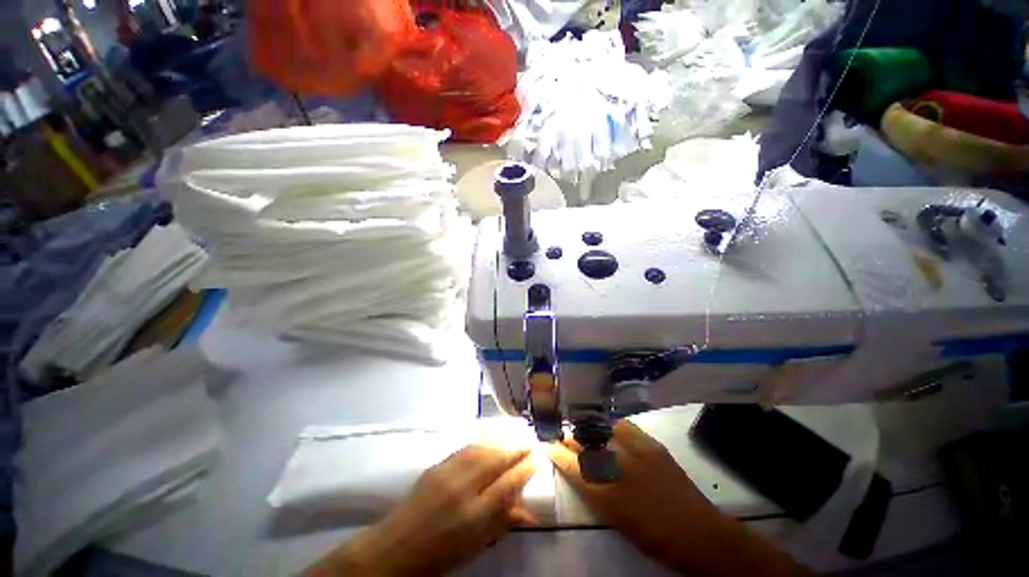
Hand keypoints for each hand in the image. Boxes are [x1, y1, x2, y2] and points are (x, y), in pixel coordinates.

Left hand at [306, 444, 536, 576]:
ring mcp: (448, 474)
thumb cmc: (440, 555)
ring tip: (512, 438)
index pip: (508, 484)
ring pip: (481, 449)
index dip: (525, 469)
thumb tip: (529, 514)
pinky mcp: (437, 466)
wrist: (395, 549)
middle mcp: (463, 489)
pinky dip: (481, 443)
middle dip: (515, 449)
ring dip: (500, 441)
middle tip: (529, 441)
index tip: (537, 459)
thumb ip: (501, 523)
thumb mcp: (475, 546)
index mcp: (474, 516)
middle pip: (496, 460)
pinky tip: (489, 441)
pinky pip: (465, 449)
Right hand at [549, 420, 808, 576]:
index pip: (571, 465)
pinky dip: (613, 427)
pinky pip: (624, 427)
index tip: (548, 444)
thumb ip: (595, 491)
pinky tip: (610, 429)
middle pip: (584, 444)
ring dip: (589, 429)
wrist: (699, 533)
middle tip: (564, 435)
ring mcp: (635, 452)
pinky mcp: (651, 444)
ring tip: (584, 429)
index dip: (557, 452)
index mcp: (605, 494)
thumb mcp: (616, 518)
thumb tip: (581, 470)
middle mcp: (617, 467)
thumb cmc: (653, 536)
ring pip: (601, 430)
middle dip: (570, 437)